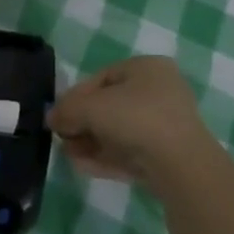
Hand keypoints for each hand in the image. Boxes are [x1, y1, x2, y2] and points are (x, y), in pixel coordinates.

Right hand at [50, 56, 221, 195]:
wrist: (181, 165)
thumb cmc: (136, 118)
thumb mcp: (92, 107)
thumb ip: (67, 110)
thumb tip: (52, 118)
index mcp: (148, 67)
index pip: (103, 77)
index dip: (76, 95)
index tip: (58, 114)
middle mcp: (160, 91)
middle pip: (110, 106)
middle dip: (83, 122)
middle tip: (62, 136)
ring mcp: (166, 126)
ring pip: (119, 131)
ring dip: (91, 141)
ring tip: (68, 154)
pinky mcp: (167, 156)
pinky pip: (130, 151)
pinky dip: (106, 156)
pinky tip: (83, 166)